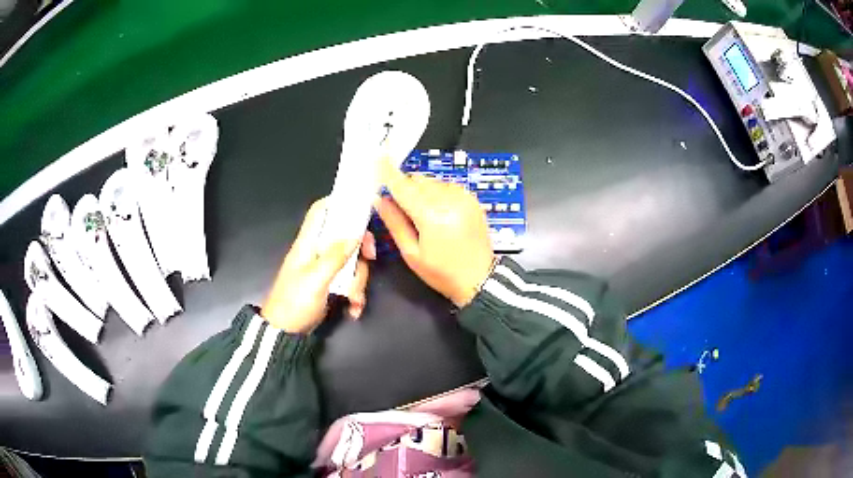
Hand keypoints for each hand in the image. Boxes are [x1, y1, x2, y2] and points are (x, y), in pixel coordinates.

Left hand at [261, 198, 375, 333]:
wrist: (285, 332)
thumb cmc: (295, 302)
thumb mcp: (316, 279)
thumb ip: (335, 256)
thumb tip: (355, 234)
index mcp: (308, 243)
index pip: (320, 211)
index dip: (338, 202)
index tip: (360, 204)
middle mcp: (317, 252)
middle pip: (345, 236)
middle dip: (361, 248)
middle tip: (371, 257)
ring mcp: (325, 269)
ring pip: (352, 262)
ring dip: (358, 281)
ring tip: (354, 299)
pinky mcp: (330, 285)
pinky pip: (350, 282)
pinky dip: (355, 294)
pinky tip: (353, 309)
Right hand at [376, 158, 493, 307]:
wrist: (479, 279)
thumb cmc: (442, 272)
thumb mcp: (411, 253)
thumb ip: (394, 222)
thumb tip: (379, 199)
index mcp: (431, 216)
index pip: (404, 187)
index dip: (389, 173)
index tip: (379, 159)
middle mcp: (449, 201)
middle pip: (418, 180)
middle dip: (406, 188)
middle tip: (401, 207)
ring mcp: (464, 198)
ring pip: (432, 181)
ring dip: (422, 190)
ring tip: (424, 215)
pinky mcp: (472, 199)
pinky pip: (447, 185)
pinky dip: (438, 193)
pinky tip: (439, 212)